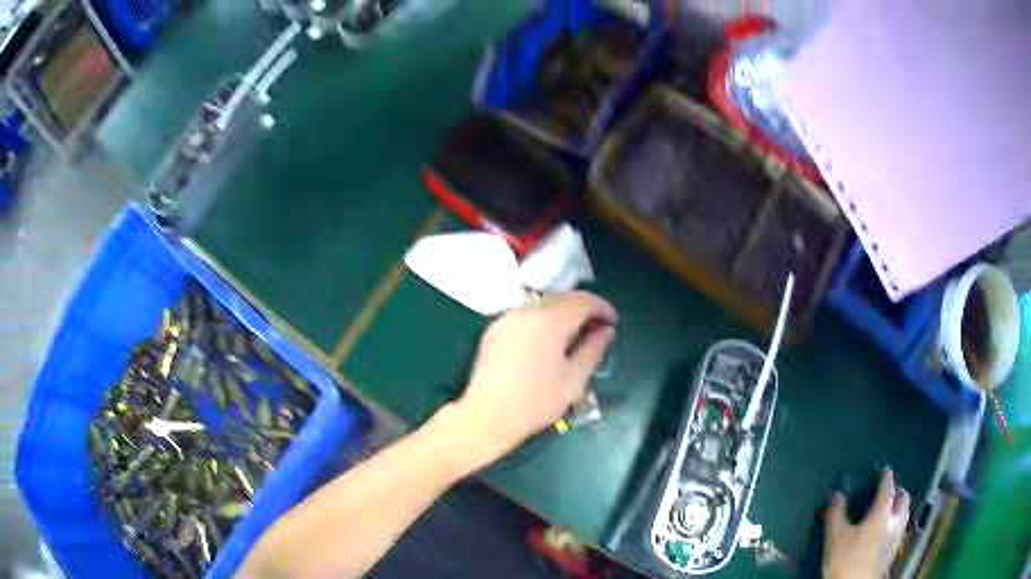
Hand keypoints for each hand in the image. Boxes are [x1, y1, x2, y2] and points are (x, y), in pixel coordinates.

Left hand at [450, 291, 616, 469]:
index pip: (584, 301)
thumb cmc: (535, 404)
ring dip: (563, 314)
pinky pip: (525, 315)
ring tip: (573, 337)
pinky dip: (542, 321)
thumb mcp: (573, 381)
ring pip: (543, 304)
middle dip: (583, 309)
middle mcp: (526, 311)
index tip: (613, 323)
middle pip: (563, 298)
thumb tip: (606, 330)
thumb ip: (593, 350)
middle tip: (597, 330)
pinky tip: (546, 342)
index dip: (603, 308)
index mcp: (548, 322)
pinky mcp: (493, 329)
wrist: (486, 417)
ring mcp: (506, 318)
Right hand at [823, 468, 910, 578]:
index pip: (888, 488)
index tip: (885, 469)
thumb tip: (835, 493)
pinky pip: (899, 531)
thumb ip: (836, 514)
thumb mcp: (835, 537)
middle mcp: (894, 521)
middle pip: (903, 500)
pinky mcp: (892, 553)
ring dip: (899, 509)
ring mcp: (896, 538)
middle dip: (898, 492)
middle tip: (891, 490)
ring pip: (904, 516)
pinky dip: (895, 525)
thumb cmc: (846, 560)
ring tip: (890, 510)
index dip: (886, 477)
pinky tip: (885, 533)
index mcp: (882, 512)